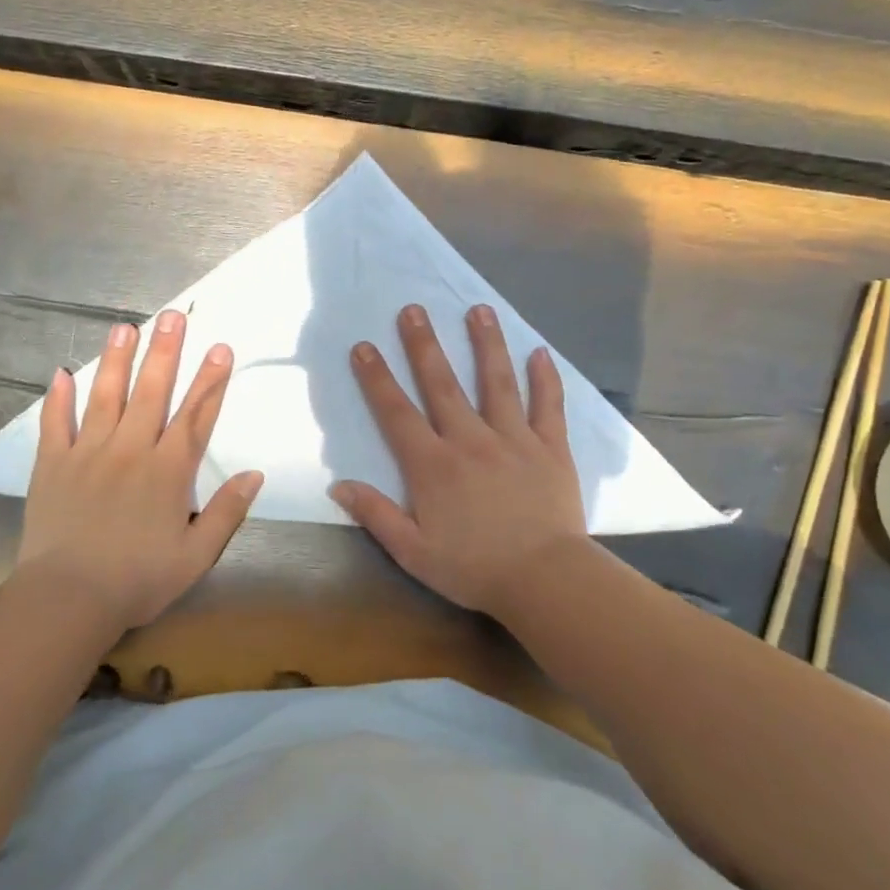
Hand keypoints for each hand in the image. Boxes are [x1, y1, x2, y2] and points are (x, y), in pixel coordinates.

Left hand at [17, 310, 263, 630]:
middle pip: (152, 392)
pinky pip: (54, 423)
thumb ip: (227, 512)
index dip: (211, 381)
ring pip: (105, 396)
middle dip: (165, 352)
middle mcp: (131, 450)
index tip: (220, 347)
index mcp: (168, 471)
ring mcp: (88, 452)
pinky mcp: (52, 464)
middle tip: (171, 316)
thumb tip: (254, 474)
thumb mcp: (196, 555)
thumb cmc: (139, 580)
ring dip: (116, 360)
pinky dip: (57, 398)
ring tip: (124, 327)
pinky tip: (61, 373)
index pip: (196, 416)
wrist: (68, 598)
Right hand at [330, 303, 587, 616]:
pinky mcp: (550, 447)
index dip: (376, 378)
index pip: (396, 413)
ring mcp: (514, 439)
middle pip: (442, 384)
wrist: (545, 580)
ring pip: (497, 382)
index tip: (363, 347)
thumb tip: (338, 486)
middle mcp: (470, 439)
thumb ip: (376, 515)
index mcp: (433, 465)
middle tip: (413, 309)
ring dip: (485, 343)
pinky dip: (545, 378)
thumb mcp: (413, 552)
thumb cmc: (475, 568)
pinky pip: (548, 406)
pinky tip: (540, 352)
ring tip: (478, 309)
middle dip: (424, 345)